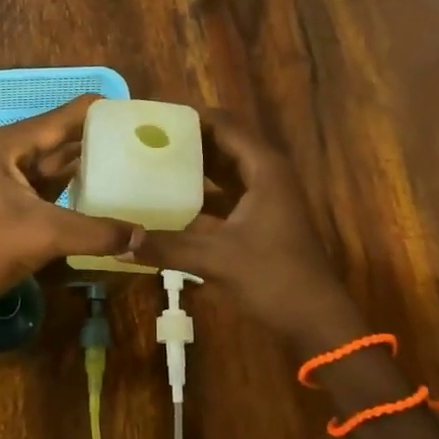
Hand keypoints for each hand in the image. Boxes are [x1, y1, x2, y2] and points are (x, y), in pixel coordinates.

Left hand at [0, 95, 140, 309]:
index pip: (58, 119)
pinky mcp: (0, 202)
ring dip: (81, 164)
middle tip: (136, 139)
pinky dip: (66, 187)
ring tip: (124, 160)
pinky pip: (40, 186)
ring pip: (47, 165)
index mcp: (3, 146)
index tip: (130, 111)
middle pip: (54, 139)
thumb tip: (142, 237)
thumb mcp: (45, 236)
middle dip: (92, 139)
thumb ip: (96, 233)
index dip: (94, 113)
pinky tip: (96, 190)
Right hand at [139, 112, 367, 356]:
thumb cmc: (274, 278)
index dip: (190, 118)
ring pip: (226, 168)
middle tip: (145, 138)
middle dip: (187, 140)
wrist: (318, 320)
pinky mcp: (263, 216)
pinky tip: (171, 199)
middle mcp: (267, 173)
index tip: (153, 118)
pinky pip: (228, 192)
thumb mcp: (216, 260)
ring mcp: (268, 195)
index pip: (224, 124)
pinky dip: (203, 191)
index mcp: (264, 168)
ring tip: (151, 161)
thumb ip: (168, 247)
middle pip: (223, 142)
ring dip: (194, 165)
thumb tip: (120, 242)